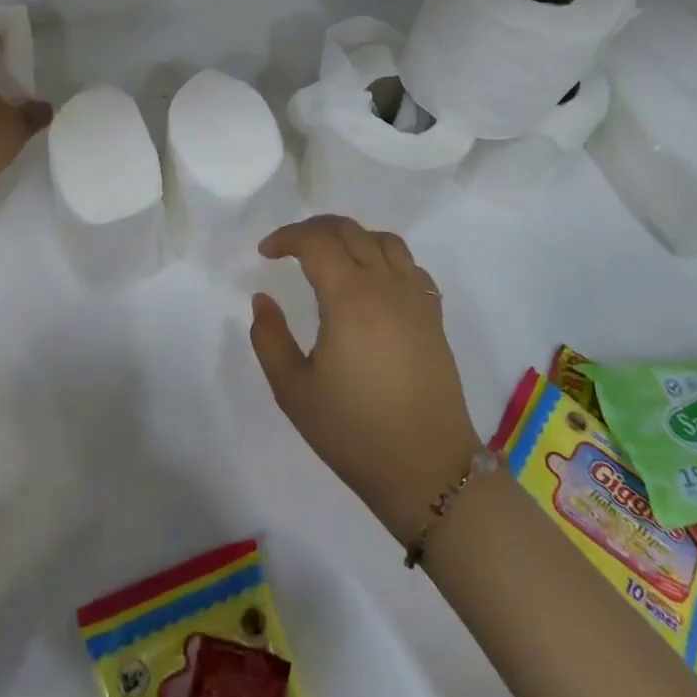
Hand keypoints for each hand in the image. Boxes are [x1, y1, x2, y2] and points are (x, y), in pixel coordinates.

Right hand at [248, 216, 483, 543]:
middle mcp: (386, 285)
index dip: (286, 237)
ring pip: (385, 240)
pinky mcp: (434, 315)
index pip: (316, 242)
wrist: (426, 467)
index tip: (265, 253)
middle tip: (290, 247)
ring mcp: (416, 297)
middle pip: (350, 231)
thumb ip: (270, 338)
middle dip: (315, 229)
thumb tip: (263, 299)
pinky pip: (410, 265)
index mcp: (349, 298)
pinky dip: (384, 256)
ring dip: (352, 237)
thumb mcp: (293, 390)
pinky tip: (372, 282)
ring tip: (330, 257)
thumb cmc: (353, 431)